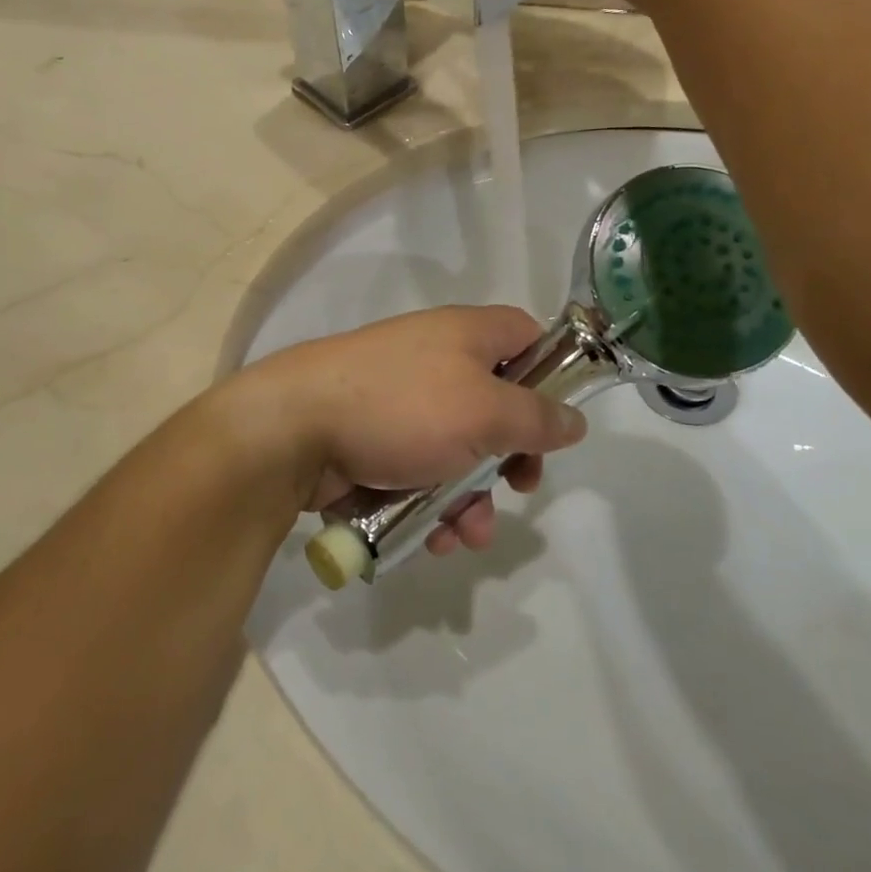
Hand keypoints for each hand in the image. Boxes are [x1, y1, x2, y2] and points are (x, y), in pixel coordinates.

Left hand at [231, 306, 587, 555]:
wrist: (296, 427)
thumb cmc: (402, 407)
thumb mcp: (484, 412)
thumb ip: (536, 418)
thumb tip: (574, 420)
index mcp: (467, 335)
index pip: (526, 335)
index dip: (550, 371)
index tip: (556, 418)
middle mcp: (437, 360)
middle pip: (497, 404)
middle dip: (511, 457)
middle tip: (518, 486)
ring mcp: (403, 402)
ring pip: (459, 450)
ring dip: (472, 498)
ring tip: (465, 535)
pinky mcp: (376, 439)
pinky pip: (421, 471)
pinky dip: (432, 503)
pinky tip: (432, 537)